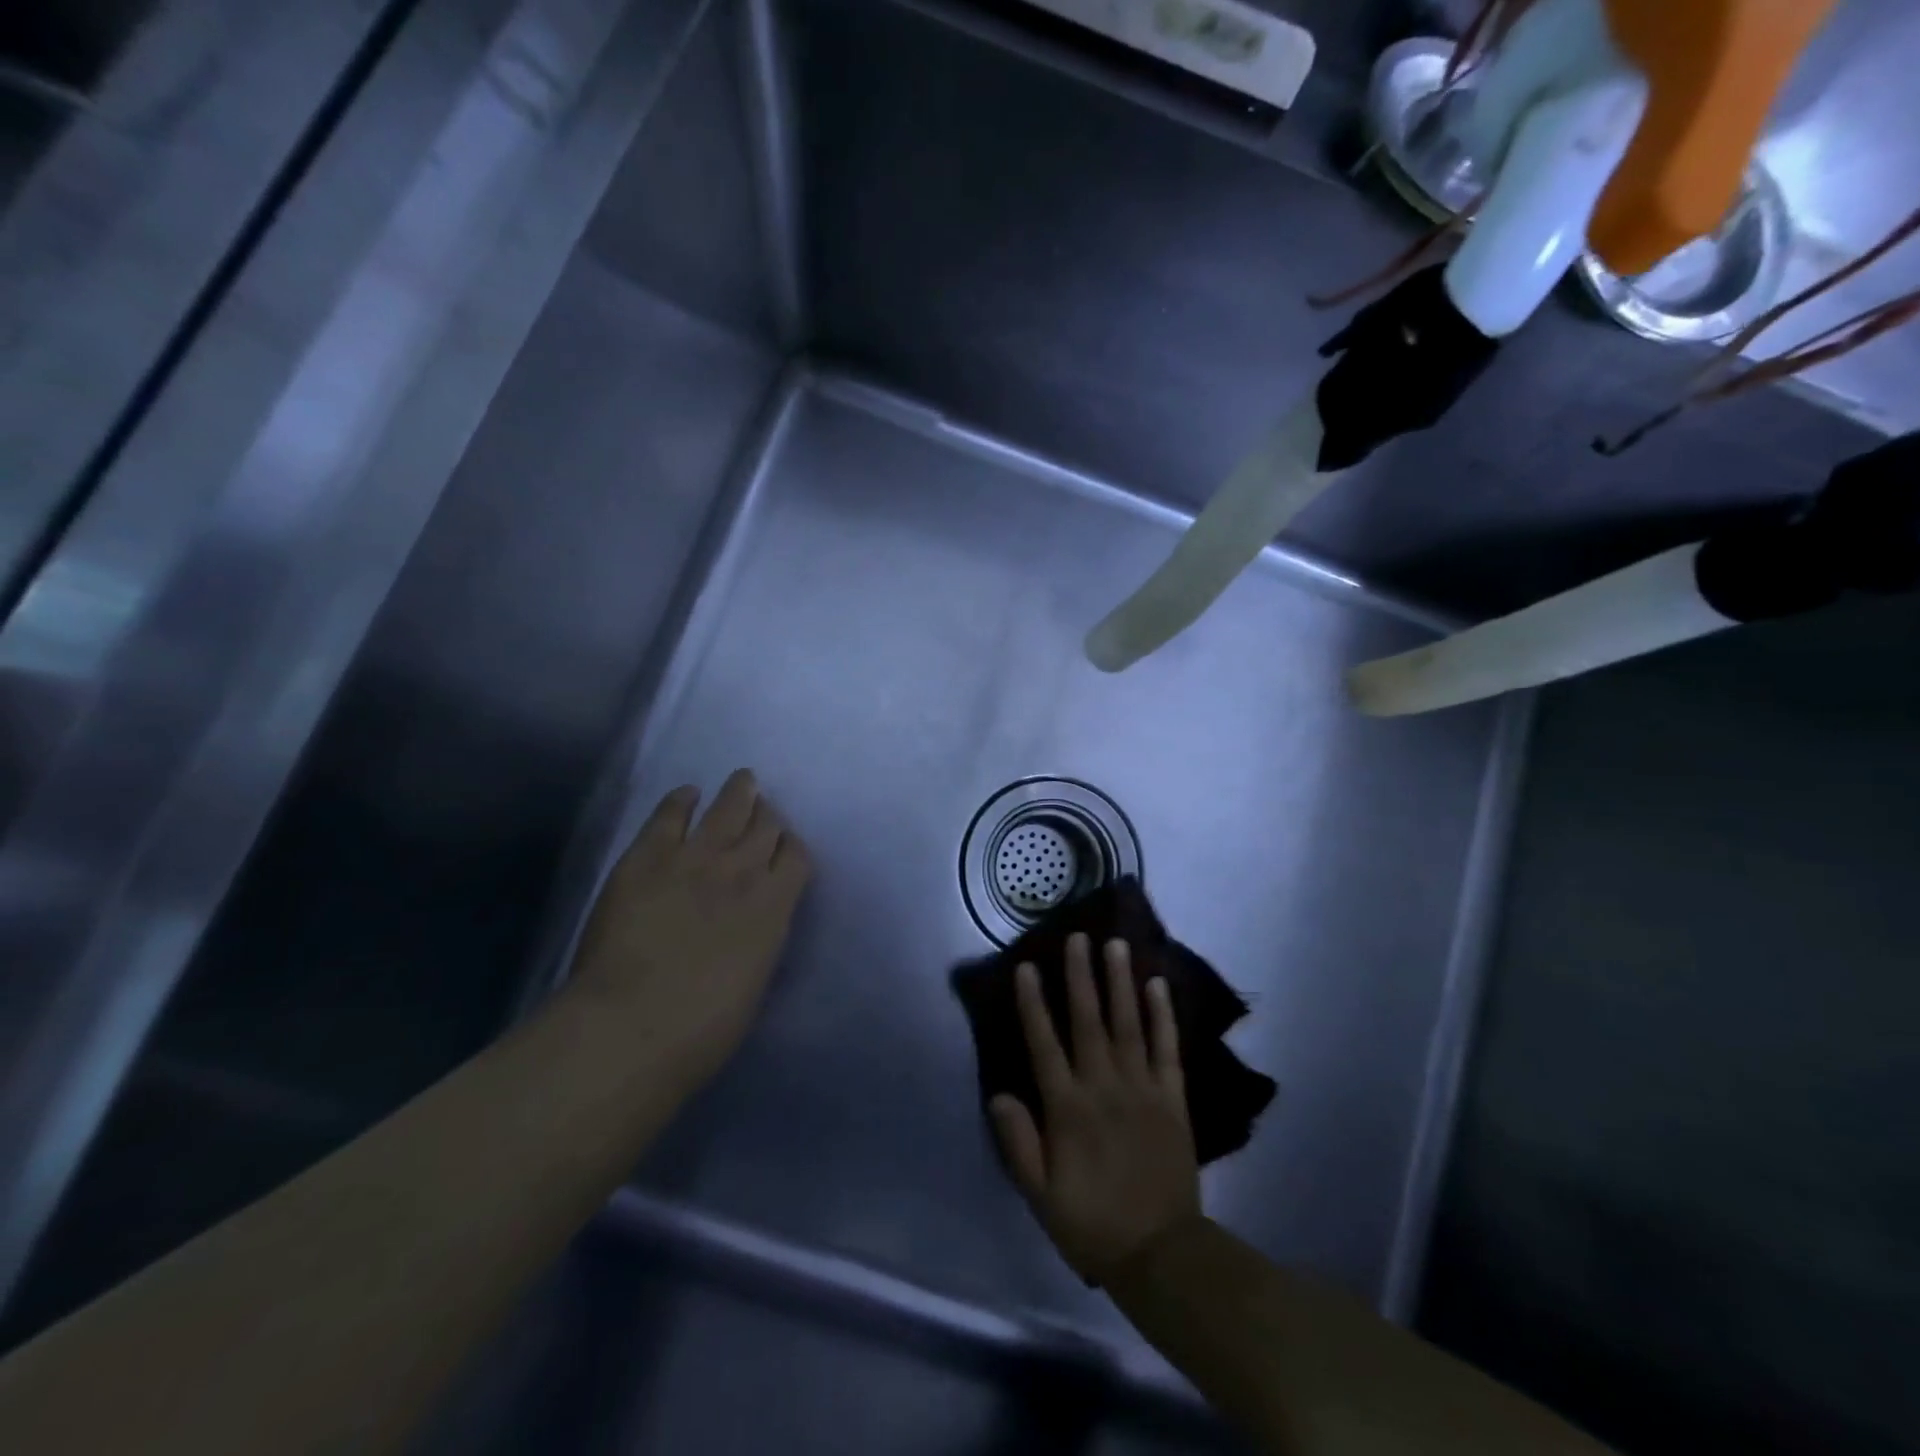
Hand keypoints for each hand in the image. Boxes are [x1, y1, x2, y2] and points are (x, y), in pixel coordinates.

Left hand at [567, 769, 810, 1081]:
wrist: (633, 1025)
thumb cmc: (704, 1027)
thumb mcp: (755, 980)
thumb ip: (761, 937)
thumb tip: (755, 921)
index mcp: (775, 905)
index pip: (796, 856)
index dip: (791, 846)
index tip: (784, 848)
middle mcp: (743, 869)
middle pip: (766, 825)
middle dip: (768, 815)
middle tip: (763, 811)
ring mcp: (696, 856)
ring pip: (729, 807)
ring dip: (739, 791)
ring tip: (743, 780)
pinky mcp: (649, 854)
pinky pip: (671, 812)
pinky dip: (682, 799)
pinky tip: (687, 794)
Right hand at [991, 934, 1201, 1284]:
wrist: (1161, 1255)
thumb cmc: (1092, 1222)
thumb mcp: (1040, 1194)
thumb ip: (1018, 1142)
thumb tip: (999, 1093)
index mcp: (1067, 1109)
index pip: (1044, 1044)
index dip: (1033, 1003)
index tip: (1026, 966)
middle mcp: (1103, 1087)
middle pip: (1088, 1021)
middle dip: (1080, 976)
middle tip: (1078, 937)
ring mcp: (1142, 1089)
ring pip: (1128, 1024)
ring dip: (1120, 982)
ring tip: (1117, 945)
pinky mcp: (1172, 1098)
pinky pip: (1167, 1049)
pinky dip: (1163, 1016)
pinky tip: (1158, 985)